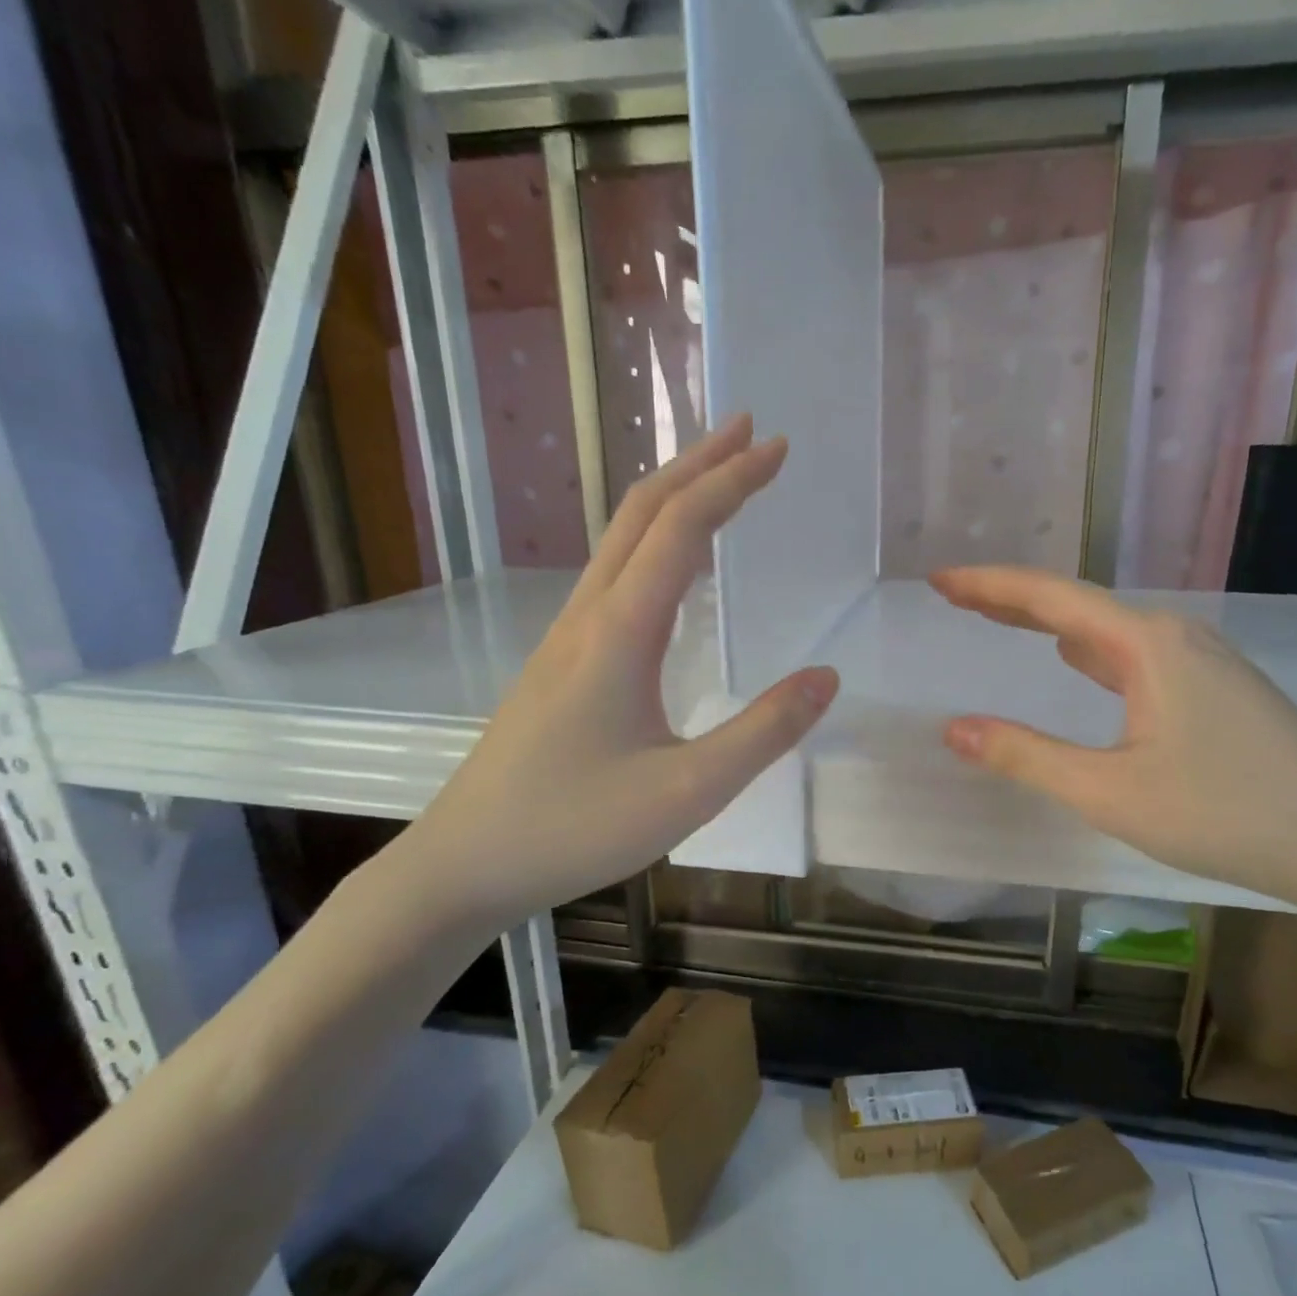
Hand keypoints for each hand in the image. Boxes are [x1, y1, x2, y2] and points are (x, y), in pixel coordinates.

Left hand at [388, 418, 838, 942]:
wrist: (468, 861)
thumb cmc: (577, 827)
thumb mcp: (689, 790)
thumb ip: (764, 732)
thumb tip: (828, 677)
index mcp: (620, 632)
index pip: (682, 528)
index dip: (733, 480)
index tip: (779, 448)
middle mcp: (588, 616)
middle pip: (641, 511)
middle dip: (700, 463)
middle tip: (752, 433)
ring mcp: (566, 636)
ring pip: (620, 539)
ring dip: (672, 497)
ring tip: (720, 479)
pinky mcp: (560, 661)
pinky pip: (612, 575)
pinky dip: (653, 541)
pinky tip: (672, 565)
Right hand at [931, 566, 1296, 914]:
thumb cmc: (1225, 814)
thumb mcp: (1109, 791)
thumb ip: (1026, 756)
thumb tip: (954, 730)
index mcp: (1147, 644)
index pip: (1050, 599)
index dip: (989, 586)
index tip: (940, 581)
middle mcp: (1175, 635)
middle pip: (1078, 604)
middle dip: (1012, 598)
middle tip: (956, 596)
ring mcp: (1202, 659)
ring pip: (1107, 629)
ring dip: (1049, 623)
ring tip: (1002, 620)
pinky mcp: (1216, 687)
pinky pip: (1133, 653)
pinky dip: (1089, 650)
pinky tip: (1078, 661)